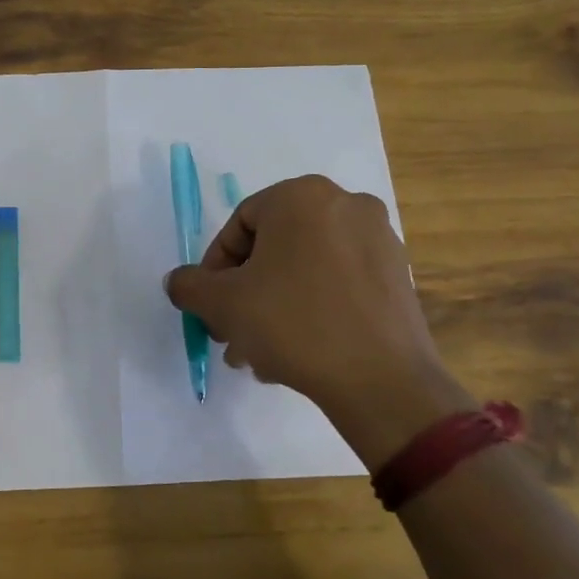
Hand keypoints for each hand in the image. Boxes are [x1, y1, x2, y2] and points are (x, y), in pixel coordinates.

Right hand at [164, 176, 473, 463]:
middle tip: (231, 332)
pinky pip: (338, 283)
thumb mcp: (222, 304)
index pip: (239, 225)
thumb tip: (180, 282)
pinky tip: (299, 351)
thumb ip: (189, 285)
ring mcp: (379, 239)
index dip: (216, 268)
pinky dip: (312, 307)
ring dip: (274, 305)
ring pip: (305, 268)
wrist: (382, 381)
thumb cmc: (293, 324)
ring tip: (260, 353)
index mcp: (301, 197)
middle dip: (246, 292)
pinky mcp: (398, 275)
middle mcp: (345, 204)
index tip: (211, 306)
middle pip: (273, 248)